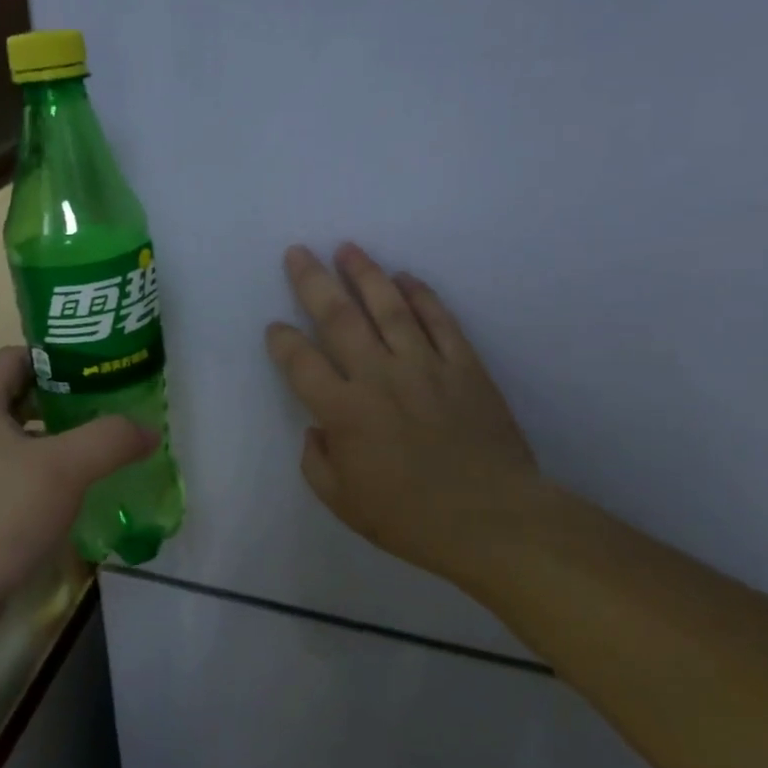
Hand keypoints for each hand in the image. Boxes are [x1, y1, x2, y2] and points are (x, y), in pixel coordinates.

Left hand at [0, 347, 155, 663]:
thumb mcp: (64, 469)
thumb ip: (111, 439)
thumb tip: (150, 430)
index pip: (16, 356)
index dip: (57, 356)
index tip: (100, 369)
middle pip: (20, 397)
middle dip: (67, 399)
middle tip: (112, 408)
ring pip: (20, 439)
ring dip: (59, 440)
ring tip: (103, 448)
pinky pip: (15, 475)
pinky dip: (45, 474)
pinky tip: (76, 492)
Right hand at [265, 244, 546, 587]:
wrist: (492, 520)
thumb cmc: (410, 518)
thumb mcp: (342, 503)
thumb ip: (316, 462)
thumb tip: (317, 429)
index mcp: (343, 411)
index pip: (301, 362)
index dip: (282, 340)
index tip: (275, 327)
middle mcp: (379, 376)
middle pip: (339, 318)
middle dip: (313, 282)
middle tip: (298, 252)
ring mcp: (425, 366)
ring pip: (389, 307)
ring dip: (365, 274)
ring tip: (347, 248)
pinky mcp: (465, 366)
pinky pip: (440, 321)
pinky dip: (422, 296)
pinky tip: (406, 278)